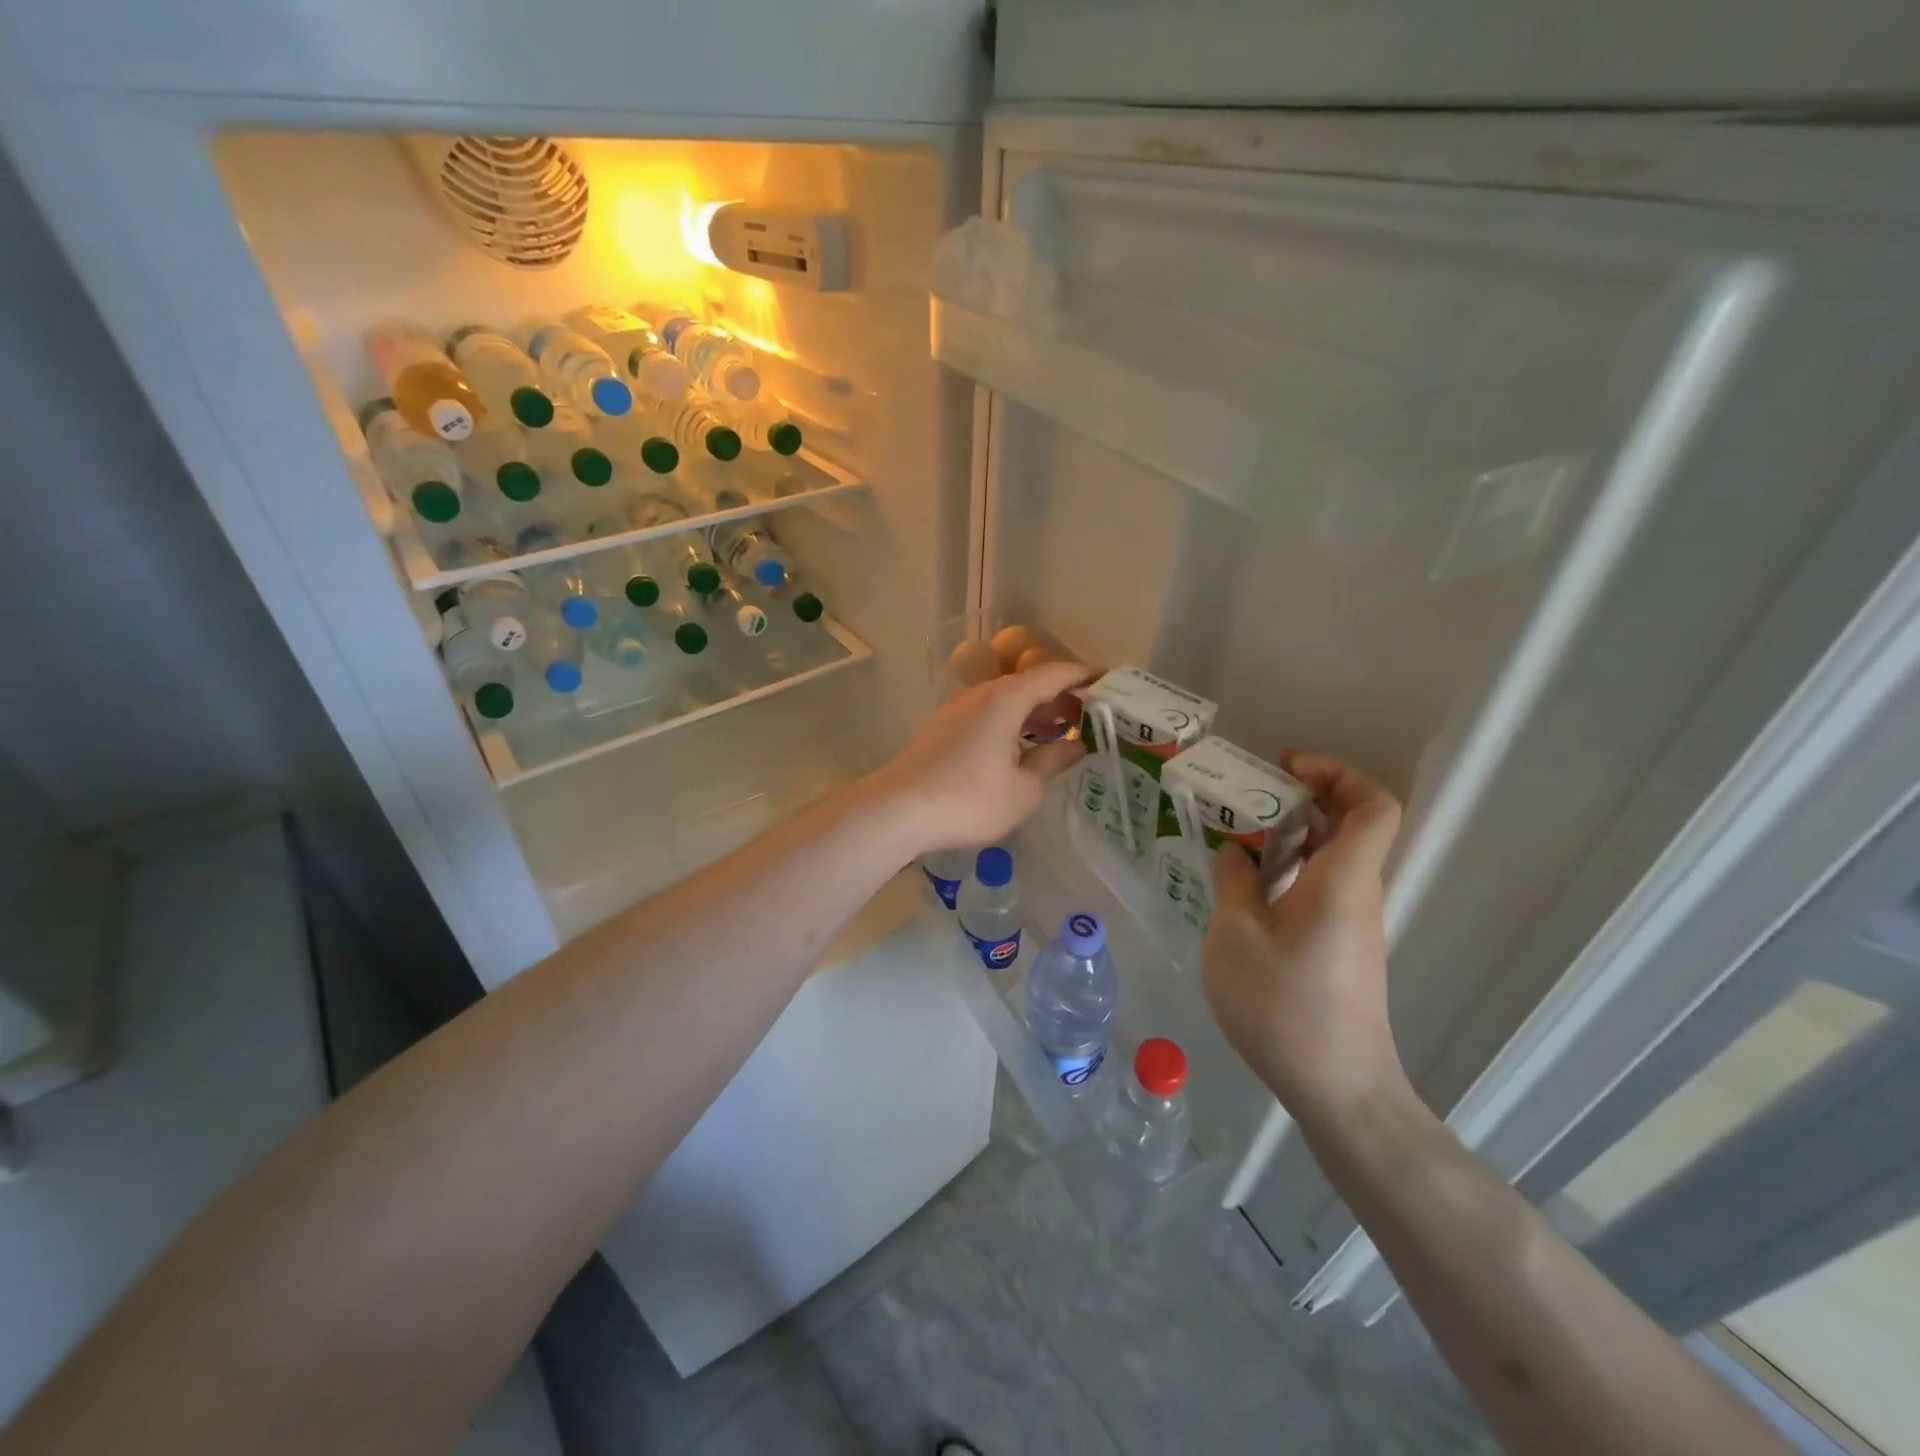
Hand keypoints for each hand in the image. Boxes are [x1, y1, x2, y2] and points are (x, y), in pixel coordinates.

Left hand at [869, 660, 1089, 856]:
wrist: (898, 809)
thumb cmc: (968, 799)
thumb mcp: (1023, 789)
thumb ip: (1051, 761)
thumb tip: (1074, 745)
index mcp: (1006, 698)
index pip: (1055, 673)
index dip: (1085, 676)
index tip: (1110, 682)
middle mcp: (982, 694)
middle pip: (1030, 684)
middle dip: (1062, 697)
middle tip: (1089, 718)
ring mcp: (958, 709)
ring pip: (1007, 700)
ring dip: (1035, 712)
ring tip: (1059, 734)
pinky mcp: (943, 728)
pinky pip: (988, 714)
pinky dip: (1012, 722)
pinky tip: (1019, 748)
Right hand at [1202, 752, 1409, 1126]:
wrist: (1338, 1089)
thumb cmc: (1284, 1006)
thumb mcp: (1236, 936)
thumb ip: (1234, 883)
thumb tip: (1236, 850)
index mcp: (1342, 880)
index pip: (1373, 807)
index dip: (1338, 773)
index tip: (1286, 768)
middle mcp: (1357, 894)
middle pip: (1352, 826)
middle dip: (1305, 797)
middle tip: (1249, 794)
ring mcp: (1353, 924)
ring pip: (1333, 859)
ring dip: (1292, 835)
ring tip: (1236, 834)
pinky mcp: (1341, 949)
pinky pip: (1322, 888)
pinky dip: (1289, 870)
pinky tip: (1245, 887)